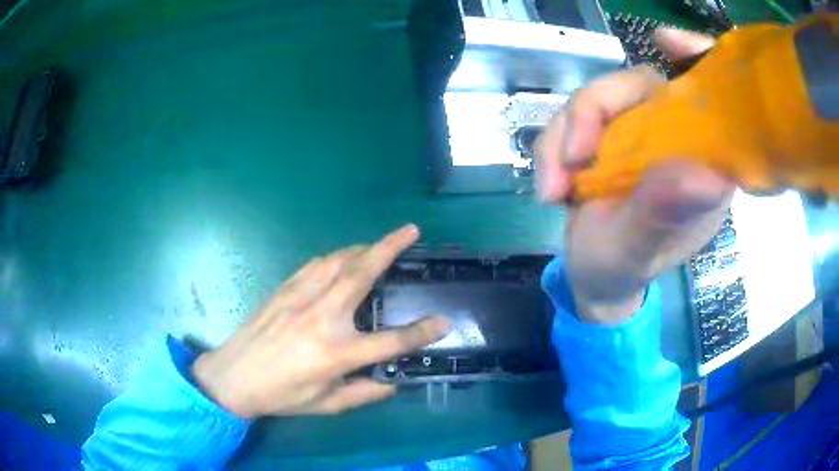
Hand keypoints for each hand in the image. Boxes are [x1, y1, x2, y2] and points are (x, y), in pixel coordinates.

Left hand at [192, 225, 449, 418]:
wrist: (233, 376)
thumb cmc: (281, 395)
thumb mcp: (327, 404)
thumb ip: (364, 393)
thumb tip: (394, 382)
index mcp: (336, 353)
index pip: (391, 341)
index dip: (422, 333)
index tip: (444, 322)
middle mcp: (322, 318)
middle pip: (363, 274)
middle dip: (390, 247)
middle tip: (410, 230)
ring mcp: (300, 298)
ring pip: (338, 261)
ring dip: (363, 248)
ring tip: (379, 245)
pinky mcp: (284, 290)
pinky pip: (315, 265)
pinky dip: (335, 257)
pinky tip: (342, 259)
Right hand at [536, 29, 733, 323]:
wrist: (593, 278)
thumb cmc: (624, 270)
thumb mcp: (639, 250)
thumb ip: (662, 215)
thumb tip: (702, 175)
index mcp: (704, 162)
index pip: (710, 98)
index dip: (696, 60)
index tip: (666, 43)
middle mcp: (675, 138)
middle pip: (638, 85)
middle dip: (593, 111)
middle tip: (569, 160)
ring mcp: (638, 133)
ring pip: (597, 97)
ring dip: (562, 136)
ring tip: (553, 192)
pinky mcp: (607, 136)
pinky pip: (573, 118)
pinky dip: (551, 147)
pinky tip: (550, 189)